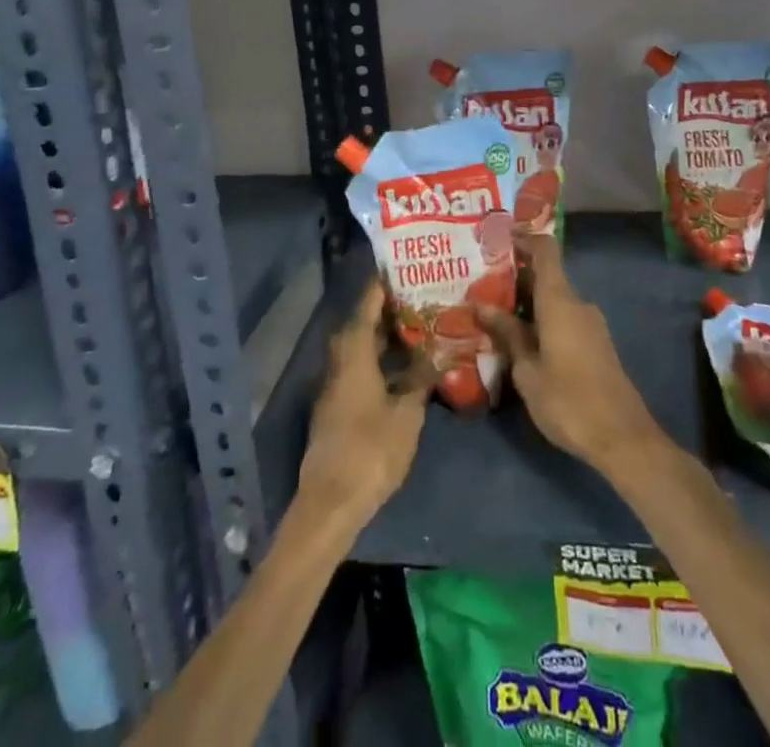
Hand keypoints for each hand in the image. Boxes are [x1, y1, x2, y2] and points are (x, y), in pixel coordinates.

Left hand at [295, 278, 429, 530]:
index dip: (384, 284)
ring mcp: (335, 384)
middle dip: (390, 310)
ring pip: (361, 348)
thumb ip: (421, 378)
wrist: (331, 502)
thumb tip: (438, 351)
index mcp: (353, 352)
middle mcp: (339, 360)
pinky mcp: (337, 405)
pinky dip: (380, 360)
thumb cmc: (371, 449)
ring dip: (386, 337)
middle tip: (422, 297)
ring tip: (420, 327)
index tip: (405, 267)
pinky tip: (405, 368)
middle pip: (363, 324)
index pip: (368, 304)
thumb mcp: (407, 413)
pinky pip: (360, 368)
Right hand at [477, 234, 665, 476]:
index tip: (497, 240)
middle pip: (546, 275)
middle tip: (481, 284)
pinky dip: (541, 320)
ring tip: (493, 313)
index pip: (545, 250)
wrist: (623, 438)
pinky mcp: (596, 344)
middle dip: (515, 277)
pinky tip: (520, 339)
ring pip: (554, 300)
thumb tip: (481, 306)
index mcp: (560, 300)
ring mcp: (590, 324)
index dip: (523, 239)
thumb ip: (507, 334)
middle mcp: (578, 304)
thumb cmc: (568, 400)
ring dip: (526, 302)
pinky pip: (563, 318)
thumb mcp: (527, 371)